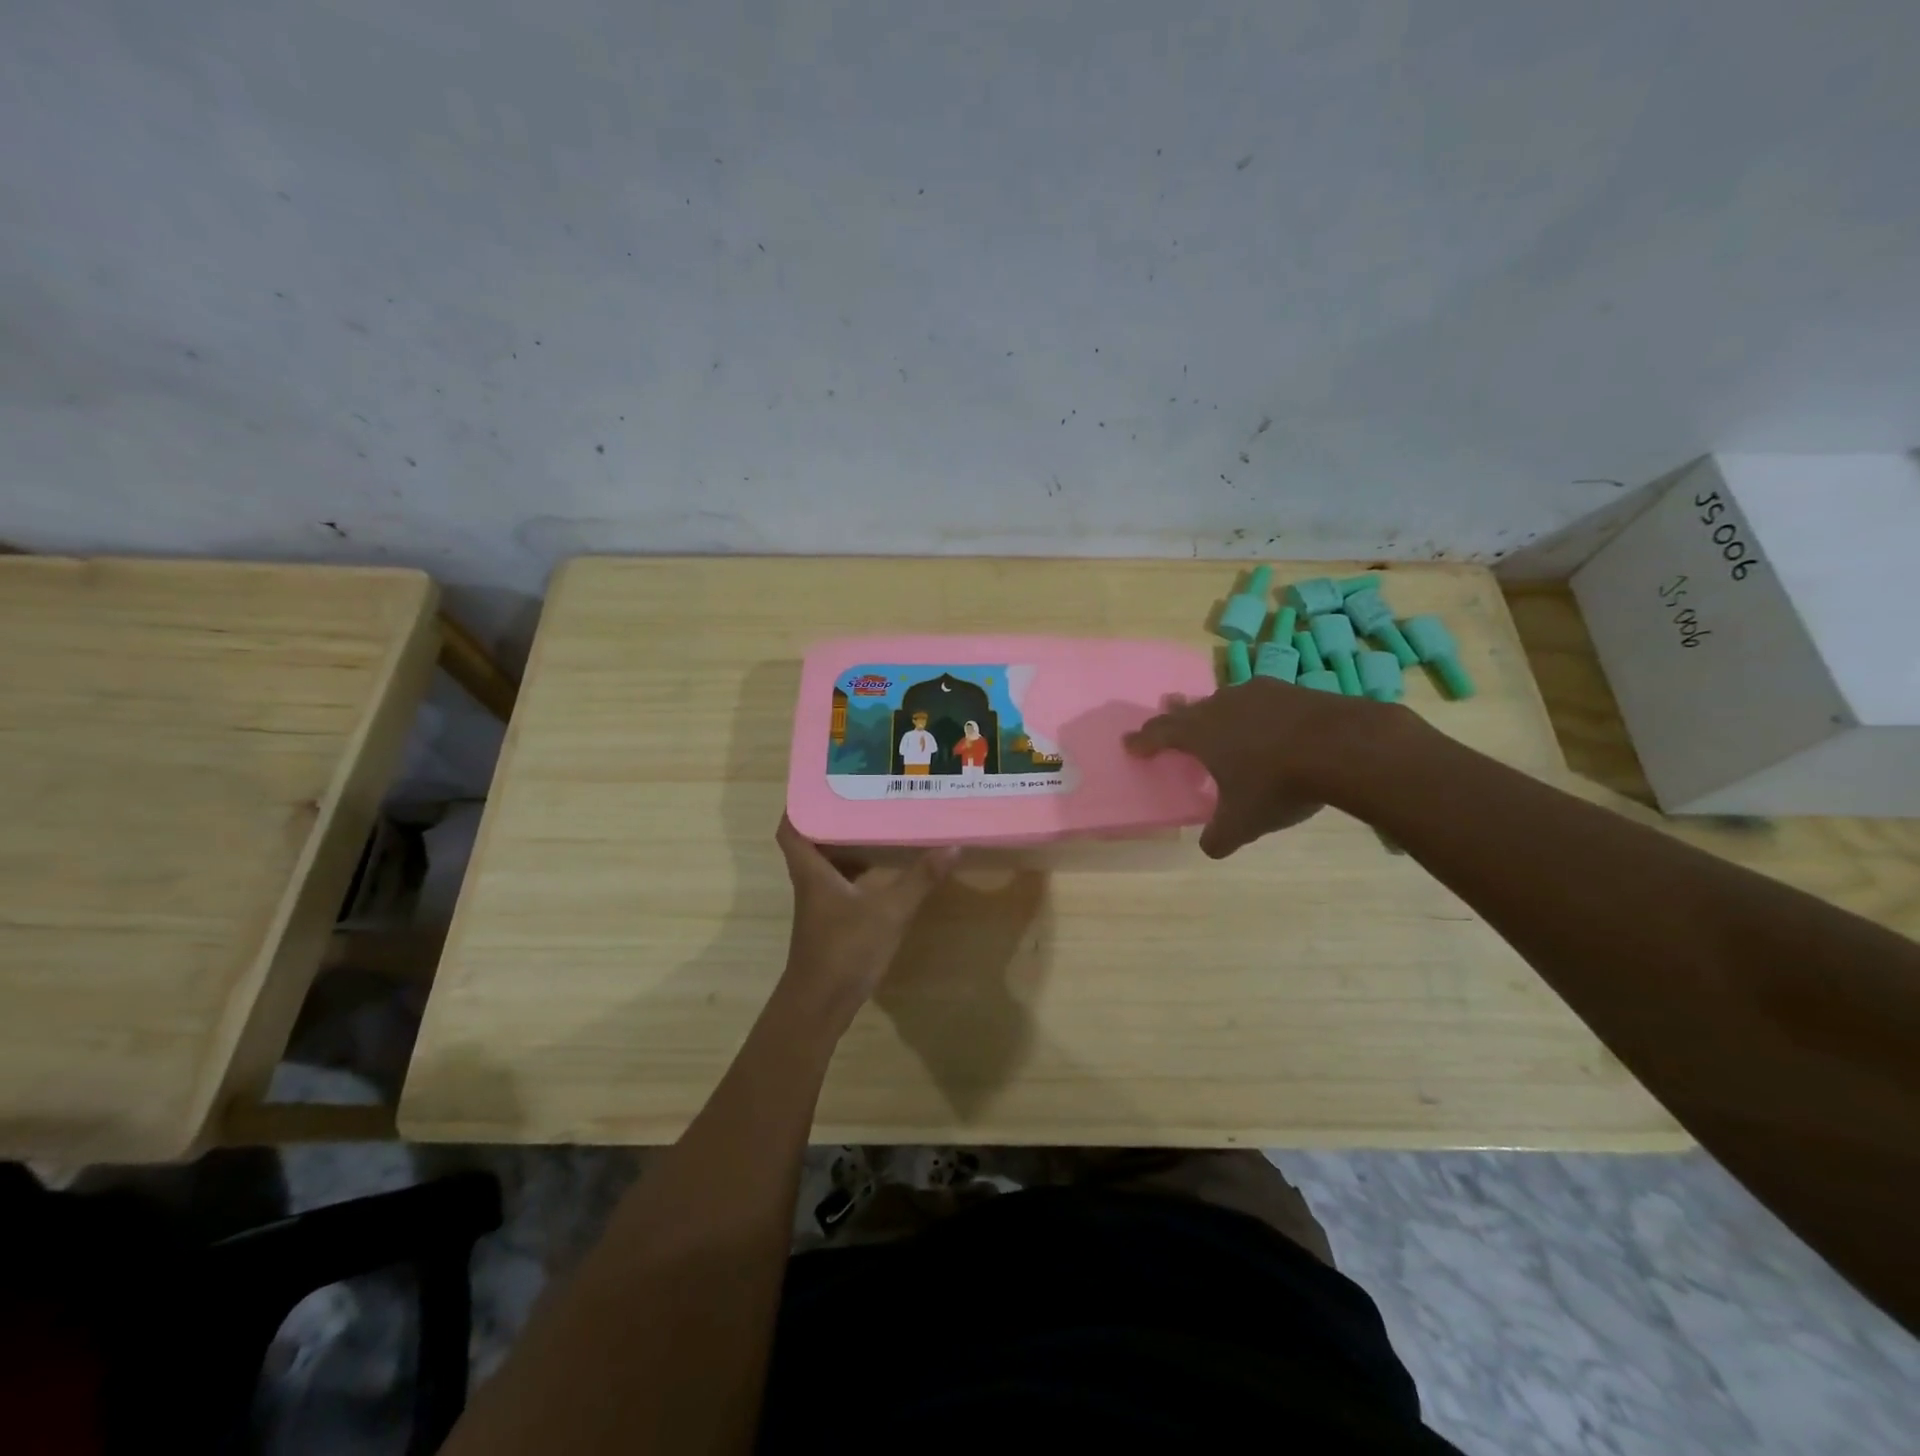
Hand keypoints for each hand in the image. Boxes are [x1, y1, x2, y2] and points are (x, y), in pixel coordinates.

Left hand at [774, 816, 957, 1020]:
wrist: (820, 1006)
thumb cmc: (845, 950)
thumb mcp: (888, 911)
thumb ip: (920, 879)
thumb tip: (952, 845)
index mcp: (812, 871)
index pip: (791, 828)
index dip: (798, 804)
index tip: (821, 783)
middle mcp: (810, 883)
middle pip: (812, 842)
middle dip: (833, 819)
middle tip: (862, 797)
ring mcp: (819, 906)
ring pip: (828, 865)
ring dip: (847, 845)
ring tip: (877, 824)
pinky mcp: (830, 924)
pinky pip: (840, 885)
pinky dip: (857, 873)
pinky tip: (883, 871)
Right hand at [1125, 677, 1412, 857]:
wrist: (1341, 746)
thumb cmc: (1277, 784)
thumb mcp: (1244, 822)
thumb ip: (1220, 836)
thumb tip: (1209, 848)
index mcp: (1200, 734)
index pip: (1160, 734)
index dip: (1143, 740)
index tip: (1130, 743)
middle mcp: (1221, 706)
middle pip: (1189, 709)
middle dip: (1176, 716)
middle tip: (1167, 711)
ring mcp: (1257, 693)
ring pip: (1225, 700)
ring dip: (1215, 709)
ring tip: (1217, 716)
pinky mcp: (1290, 690)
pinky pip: (1260, 700)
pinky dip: (1254, 711)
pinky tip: (1266, 720)